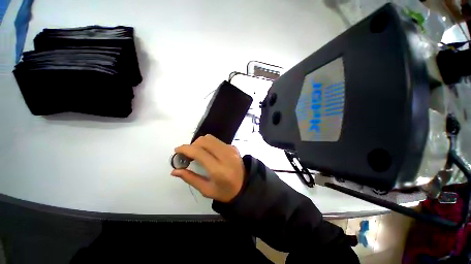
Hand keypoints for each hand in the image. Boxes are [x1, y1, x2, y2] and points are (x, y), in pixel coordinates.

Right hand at [171, 135, 244, 202]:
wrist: (245, 186)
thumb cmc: (225, 191)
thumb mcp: (207, 190)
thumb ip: (191, 179)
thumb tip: (175, 171)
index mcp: (218, 169)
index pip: (199, 152)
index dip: (185, 149)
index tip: (177, 151)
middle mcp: (226, 155)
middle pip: (204, 140)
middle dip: (192, 145)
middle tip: (188, 155)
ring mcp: (231, 149)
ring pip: (210, 138)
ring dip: (200, 143)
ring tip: (198, 154)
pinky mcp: (233, 147)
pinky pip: (217, 141)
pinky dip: (209, 145)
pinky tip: (210, 154)